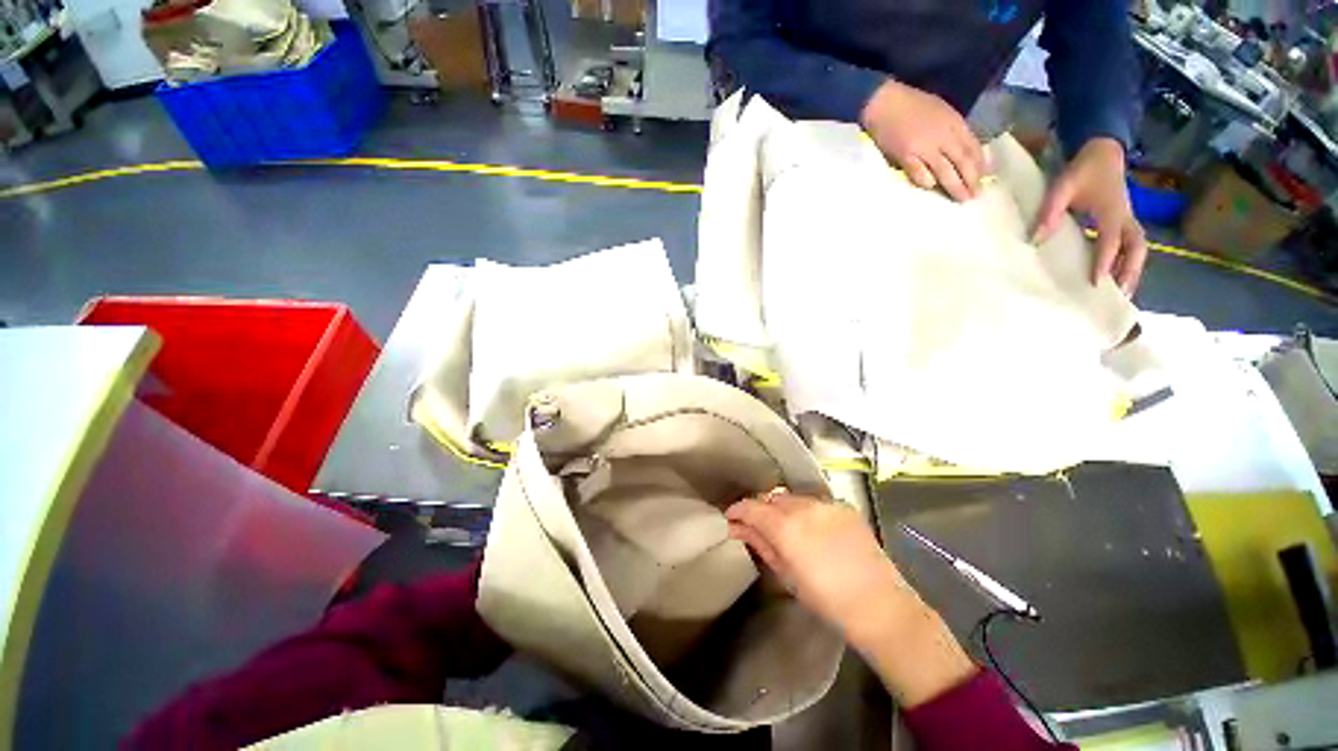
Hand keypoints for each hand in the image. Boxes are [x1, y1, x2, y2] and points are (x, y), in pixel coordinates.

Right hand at [725, 490, 907, 635]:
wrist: (879, 605)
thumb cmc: (826, 599)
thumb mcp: (786, 574)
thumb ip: (760, 544)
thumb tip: (737, 528)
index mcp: (785, 526)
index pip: (751, 506)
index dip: (737, 510)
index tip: (731, 518)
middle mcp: (803, 506)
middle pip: (771, 498)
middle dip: (761, 510)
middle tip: (759, 527)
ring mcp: (826, 503)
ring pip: (792, 498)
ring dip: (783, 509)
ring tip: (787, 528)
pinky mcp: (844, 506)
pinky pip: (815, 502)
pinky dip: (807, 511)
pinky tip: (813, 529)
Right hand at [860, 80, 986, 201]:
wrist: (885, 103)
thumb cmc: (912, 106)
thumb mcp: (941, 111)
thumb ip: (952, 130)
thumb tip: (962, 151)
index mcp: (954, 123)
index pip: (973, 147)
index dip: (980, 164)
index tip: (984, 179)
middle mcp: (943, 136)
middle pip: (962, 161)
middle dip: (971, 179)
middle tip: (975, 196)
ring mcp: (924, 147)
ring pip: (944, 171)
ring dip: (954, 186)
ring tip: (959, 199)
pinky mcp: (906, 156)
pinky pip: (920, 174)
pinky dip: (927, 182)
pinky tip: (931, 187)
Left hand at [1033, 138, 1147, 295]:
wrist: (1102, 151)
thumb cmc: (1081, 170)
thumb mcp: (1061, 187)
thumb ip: (1049, 212)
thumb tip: (1035, 239)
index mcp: (1111, 211)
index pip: (1109, 241)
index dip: (1104, 262)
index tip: (1096, 283)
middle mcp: (1126, 217)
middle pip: (1137, 248)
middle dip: (1131, 271)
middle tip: (1120, 295)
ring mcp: (1127, 218)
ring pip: (1138, 247)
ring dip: (1133, 268)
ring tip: (1122, 291)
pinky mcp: (1123, 219)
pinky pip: (1131, 243)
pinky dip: (1128, 260)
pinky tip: (1116, 275)